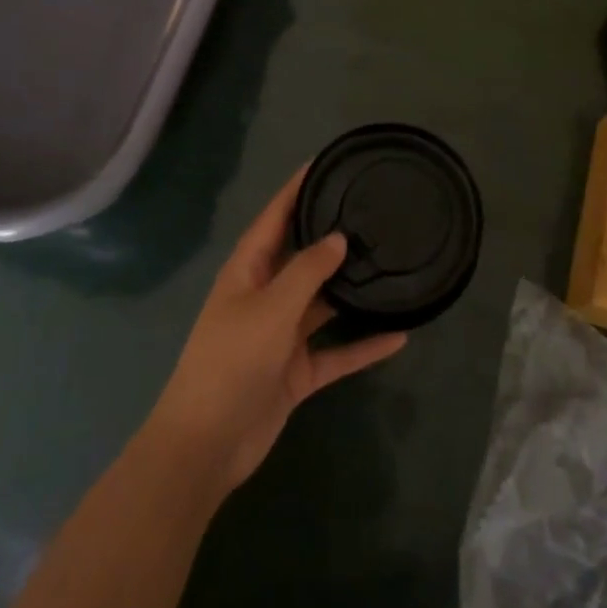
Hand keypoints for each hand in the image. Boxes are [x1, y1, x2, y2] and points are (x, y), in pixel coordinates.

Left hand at [145, 168, 406, 498]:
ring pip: (323, 303)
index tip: (325, 162)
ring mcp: (281, 334)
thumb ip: (308, 270)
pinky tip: (399, 335)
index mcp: (248, 270)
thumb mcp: (271, 308)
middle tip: (373, 211)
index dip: (297, 188)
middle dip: (332, 236)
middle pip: (303, 256)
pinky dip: (362, 346)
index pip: (275, 216)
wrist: (206, 445)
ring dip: (351, 290)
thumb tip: (338, 237)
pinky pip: (336, 351)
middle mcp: (265, 295)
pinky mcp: (295, 370)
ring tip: (391, 264)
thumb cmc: (232, 361)